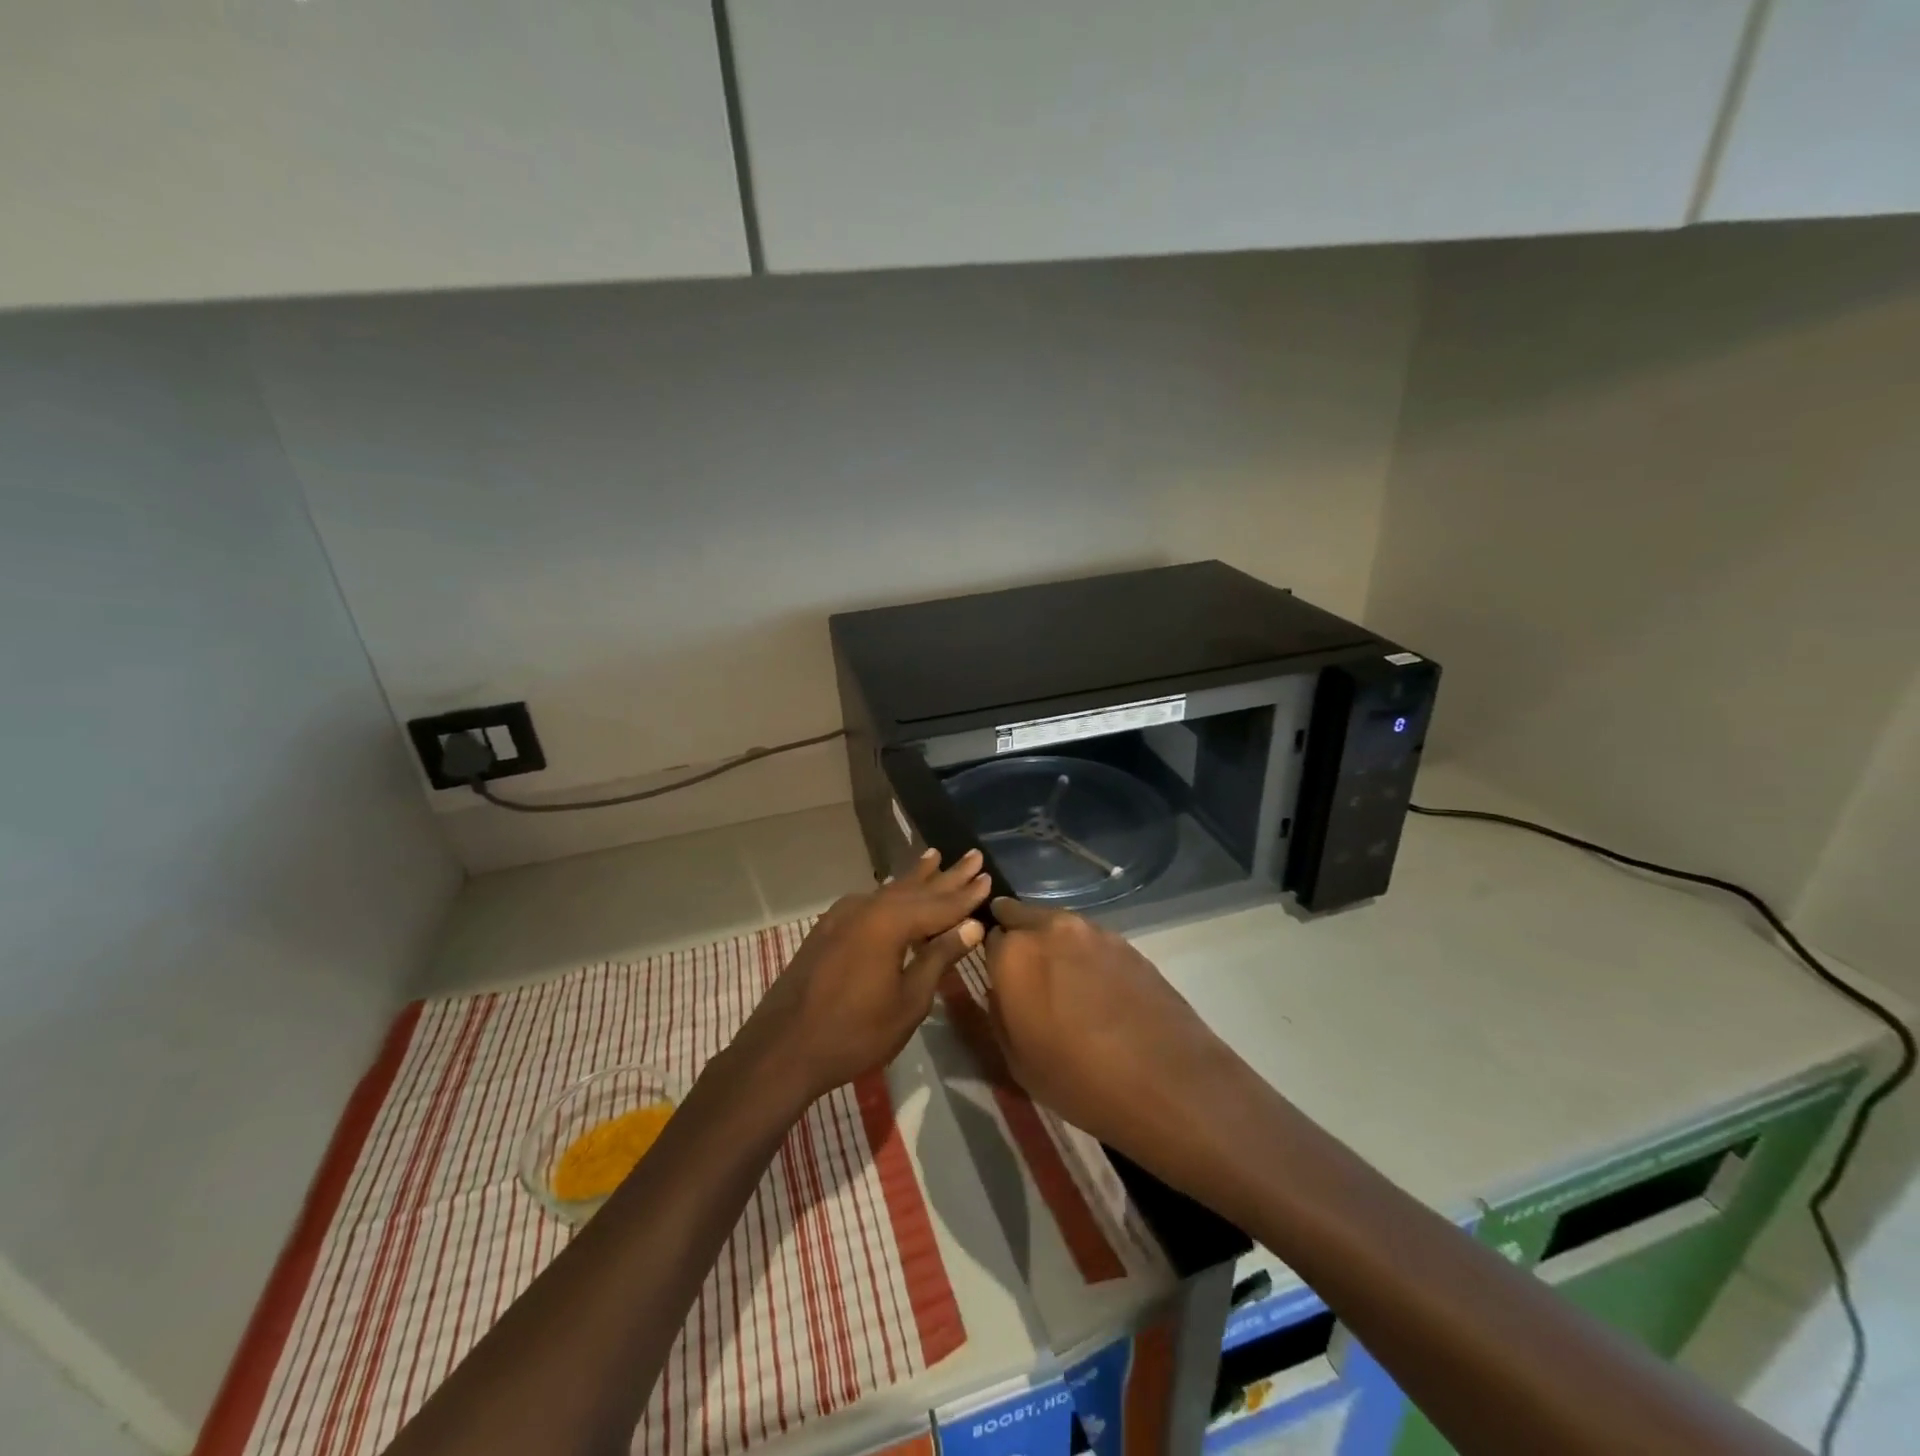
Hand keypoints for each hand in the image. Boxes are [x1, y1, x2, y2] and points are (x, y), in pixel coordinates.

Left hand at [739, 847, 992, 1105]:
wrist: (782, 1049)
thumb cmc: (854, 1033)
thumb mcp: (908, 1001)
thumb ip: (939, 958)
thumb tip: (971, 926)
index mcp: (891, 922)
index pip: (941, 904)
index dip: (967, 894)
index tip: (989, 876)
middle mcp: (867, 907)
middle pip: (916, 889)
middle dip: (947, 875)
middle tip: (972, 855)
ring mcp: (843, 916)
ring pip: (890, 891)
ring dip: (916, 877)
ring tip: (935, 857)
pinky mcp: (828, 929)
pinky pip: (870, 901)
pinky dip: (890, 893)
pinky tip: (894, 890)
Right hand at [984, 897, 1236, 1160]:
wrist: (1167, 1082)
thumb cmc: (1079, 1080)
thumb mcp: (1017, 1060)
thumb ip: (999, 1012)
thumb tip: (1002, 990)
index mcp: (1014, 954)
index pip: (988, 937)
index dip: (993, 958)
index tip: (1000, 979)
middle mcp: (1050, 929)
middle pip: (1021, 916)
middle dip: (1018, 936)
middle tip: (1026, 973)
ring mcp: (1093, 932)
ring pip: (1058, 925)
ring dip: (1052, 944)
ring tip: (1063, 983)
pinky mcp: (1126, 943)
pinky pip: (1091, 940)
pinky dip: (1085, 956)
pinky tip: (1096, 990)